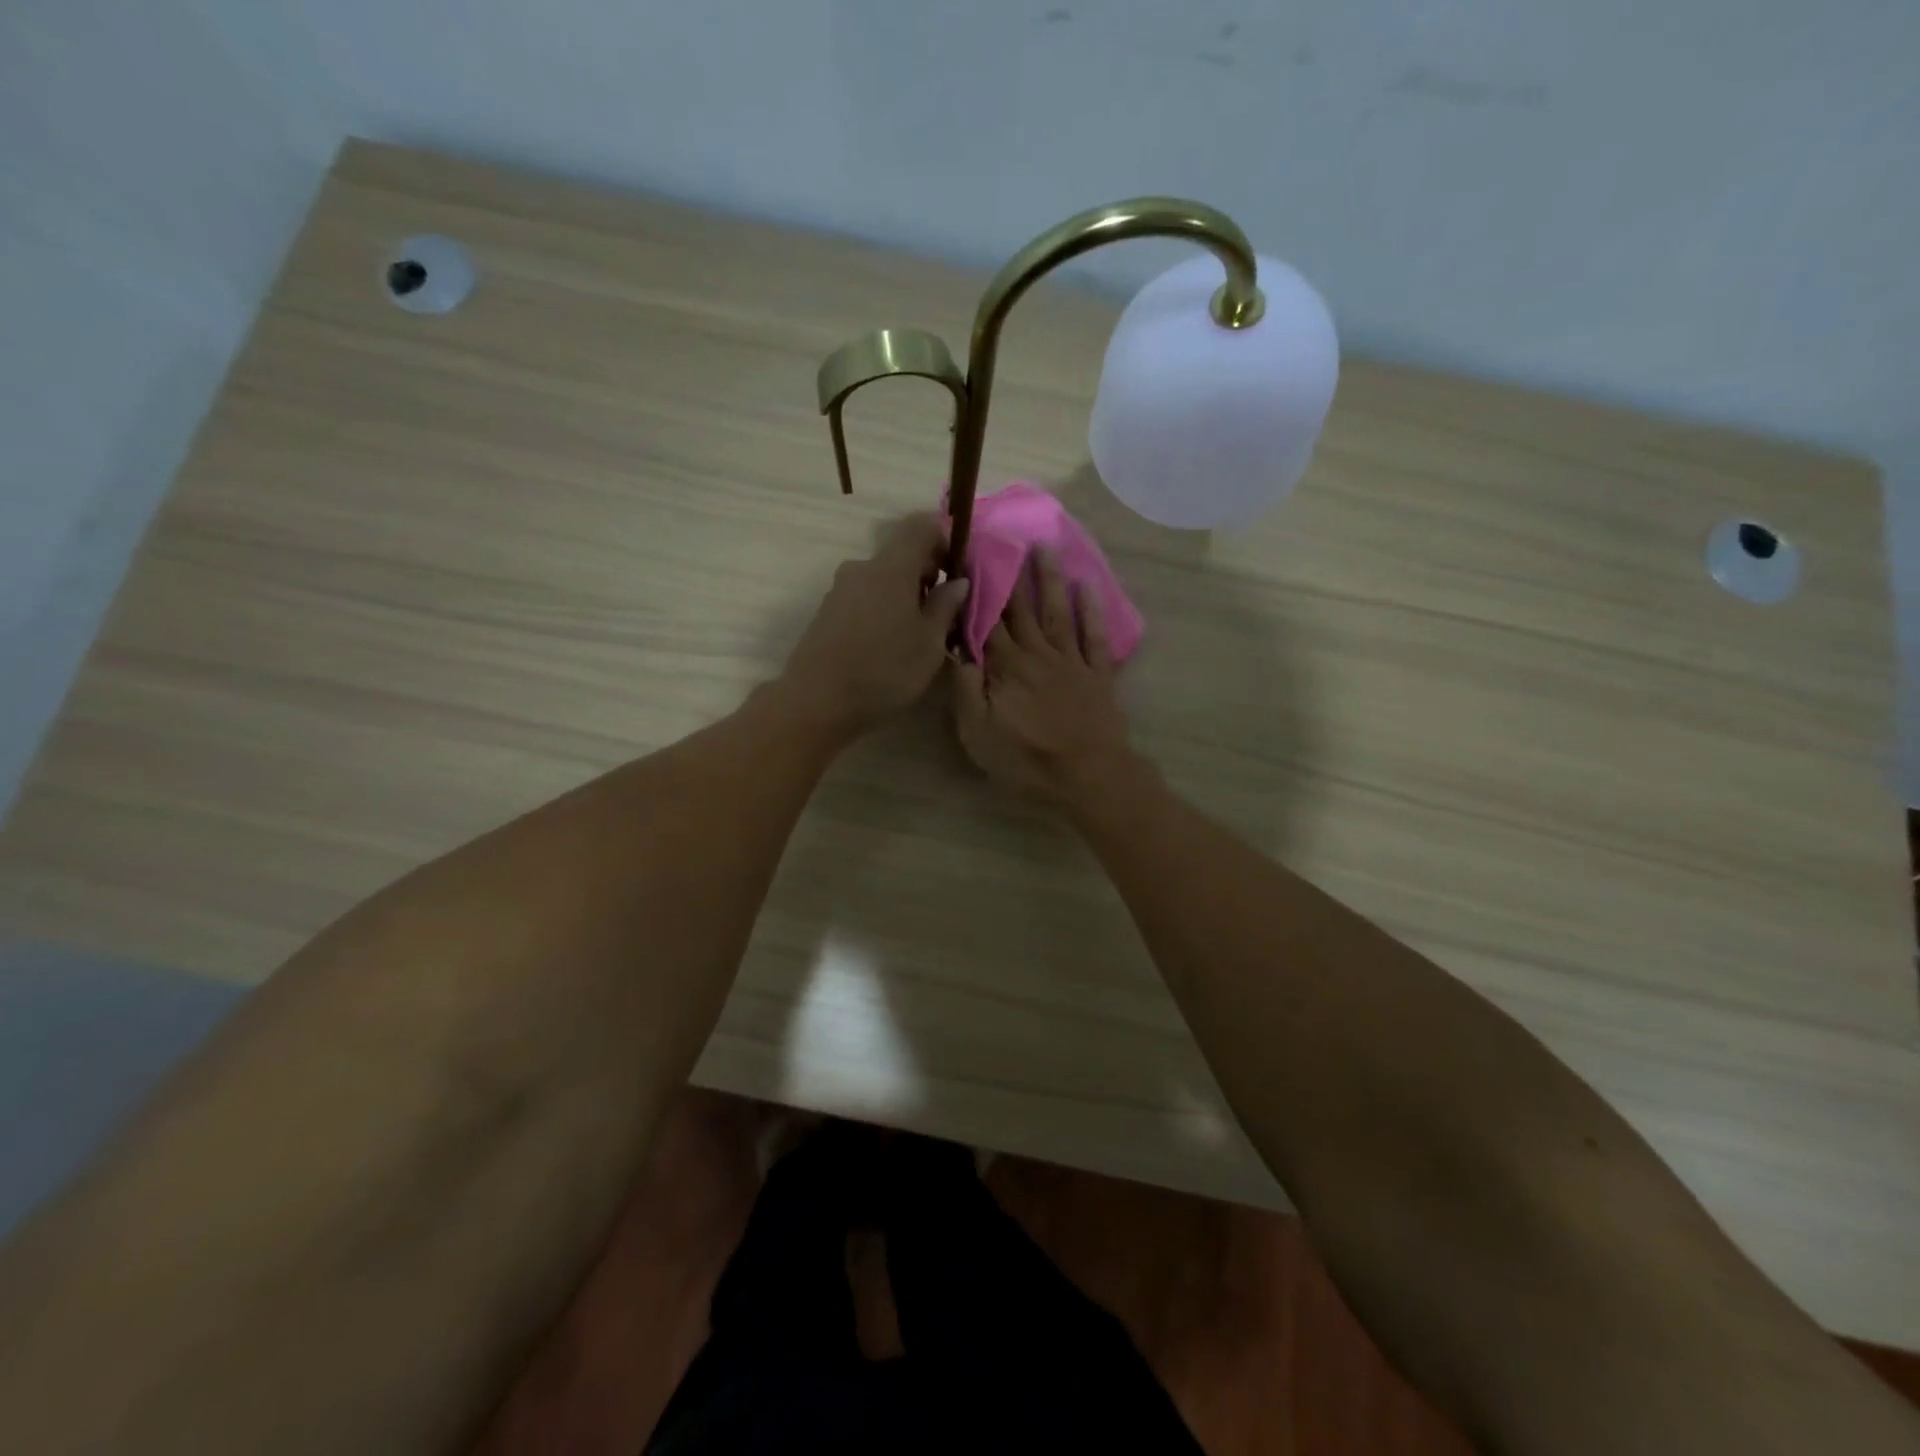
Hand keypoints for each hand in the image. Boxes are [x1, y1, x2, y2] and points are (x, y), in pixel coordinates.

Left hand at [779, 513, 970, 738]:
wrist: (817, 701)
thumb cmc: (884, 671)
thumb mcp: (930, 644)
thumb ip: (946, 607)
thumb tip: (958, 581)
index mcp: (891, 568)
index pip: (921, 527)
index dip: (945, 541)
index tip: (957, 572)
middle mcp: (862, 568)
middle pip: (901, 554)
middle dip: (927, 575)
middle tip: (944, 612)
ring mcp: (840, 589)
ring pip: (882, 579)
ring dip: (904, 595)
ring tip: (917, 634)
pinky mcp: (827, 612)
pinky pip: (864, 597)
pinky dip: (883, 609)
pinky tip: (888, 644)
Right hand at [953, 550, 1133, 801]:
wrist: (1088, 775)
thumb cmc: (1026, 759)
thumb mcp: (978, 733)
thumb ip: (965, 689)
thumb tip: (955, 650)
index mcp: (1006, 667)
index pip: (986, 621)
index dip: (977, 590)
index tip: (969, 558)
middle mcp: (1037, 654)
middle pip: (1021, 609)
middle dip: (1010, 574)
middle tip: (1005, 539)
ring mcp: (1071, 661)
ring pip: (1057, 612)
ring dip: (1049, 579)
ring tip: (1044, 547)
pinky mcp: (1098, 674)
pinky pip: (1095, 636)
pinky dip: (1092, 610)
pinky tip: (1087, 586)